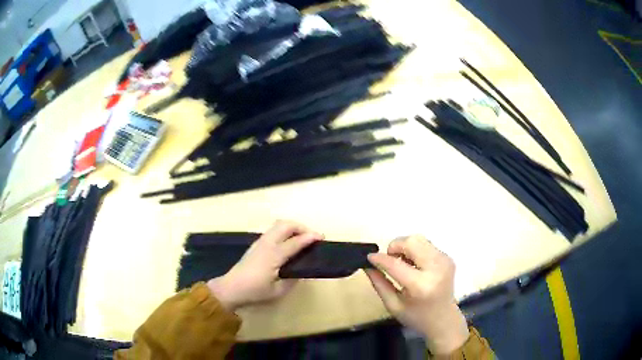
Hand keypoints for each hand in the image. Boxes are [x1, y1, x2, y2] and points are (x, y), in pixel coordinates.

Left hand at [207, 220, 322, 310]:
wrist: (231, 288)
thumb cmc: (255, 292)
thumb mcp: (278, 291)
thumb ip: (292, 280)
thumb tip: (300, 271)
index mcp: (274, 256)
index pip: (295, 242)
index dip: (309, 237)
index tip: (321, 237)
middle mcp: (267, 244)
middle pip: (285, 225)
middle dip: (301, 227)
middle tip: (311, 237)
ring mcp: (260, 242)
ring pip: (278, 225)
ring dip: (292, 227)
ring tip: (302, 238)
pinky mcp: (256, 245)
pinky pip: (273, 231)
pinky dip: (284, 231)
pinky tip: (288, 243)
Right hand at [366, 236, 468, 355]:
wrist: (444, 319)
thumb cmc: (417, 316)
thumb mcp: (393, 305)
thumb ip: (379, 284)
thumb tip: (367, 265)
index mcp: (421, 286)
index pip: (396, 264)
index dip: (380, 258)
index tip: (369, 257)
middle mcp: (436, 269)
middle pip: (411, 242)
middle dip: (395, 247)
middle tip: (390, 261)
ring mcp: (444, 261)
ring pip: (419, 239)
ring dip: (406, 248)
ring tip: (403, 264)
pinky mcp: (448, 257)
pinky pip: (426, 245)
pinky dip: (415, 251)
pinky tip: (415, 266)